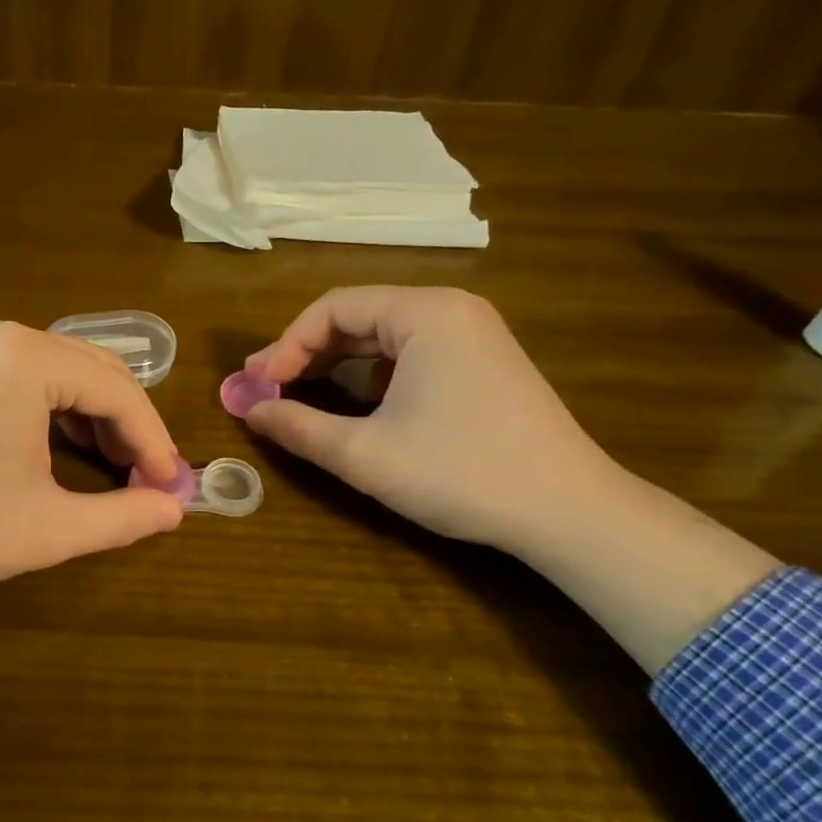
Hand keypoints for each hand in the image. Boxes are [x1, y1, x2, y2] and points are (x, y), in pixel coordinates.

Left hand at [0, 320, 185, 640]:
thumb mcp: (46, 529)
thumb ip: (121, 517)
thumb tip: (176, 509)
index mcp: (30, 358)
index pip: (121, 390)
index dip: (154, 442)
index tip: (170, 489)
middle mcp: (6, 336)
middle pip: (97, 372)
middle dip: (128, 427)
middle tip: (146, 482)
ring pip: (65, 374)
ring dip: (97, 419)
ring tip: (113, 471)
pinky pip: (30, 380)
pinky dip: (59, 413)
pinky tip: (67, 451)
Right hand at [243, 286, 612, 552]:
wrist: (570, 513)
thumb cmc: (462, 473)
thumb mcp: (365, 454)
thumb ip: (298, 427)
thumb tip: (250, 410)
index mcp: (426, 312)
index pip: (333, 308)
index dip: (286, 344)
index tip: (257, 384)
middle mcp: (452, 310)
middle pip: (358, 315)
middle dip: (307, 351)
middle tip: (267, 387)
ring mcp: (474, 335)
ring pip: (384, 335)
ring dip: (337, 361)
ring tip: (301, 391)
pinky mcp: (485, 363)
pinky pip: (412, 352)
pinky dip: (373, 372)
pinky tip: (359, 402)